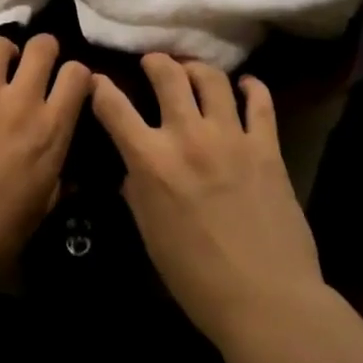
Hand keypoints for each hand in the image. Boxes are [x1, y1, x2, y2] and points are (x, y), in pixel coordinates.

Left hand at [0, 34, 89, 303]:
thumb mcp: (41, 209)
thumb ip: (55, 179)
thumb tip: (65, 172)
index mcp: (51, 131)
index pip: (77, 76)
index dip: (77, 73)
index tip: (69, 82)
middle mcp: (20, 103)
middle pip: (41, 47)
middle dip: (43, 47)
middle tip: (34, 62)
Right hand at [91, 54, 326, 350]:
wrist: (265, 301)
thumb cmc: (196, 279)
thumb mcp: (150, 235)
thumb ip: (137, 192)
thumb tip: (134, 168)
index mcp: (151, 161)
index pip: (114, 107)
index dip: (100, 87)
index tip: (97, 80)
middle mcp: (187, 136)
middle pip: (167, 74)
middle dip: (155, 61)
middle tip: (153, 63)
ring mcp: (230, 137)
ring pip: (212, 78)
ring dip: (197, 69)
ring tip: (193, 72)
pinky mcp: (266, 146)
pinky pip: (260, 101)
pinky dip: (250, 87)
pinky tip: (245, 86)